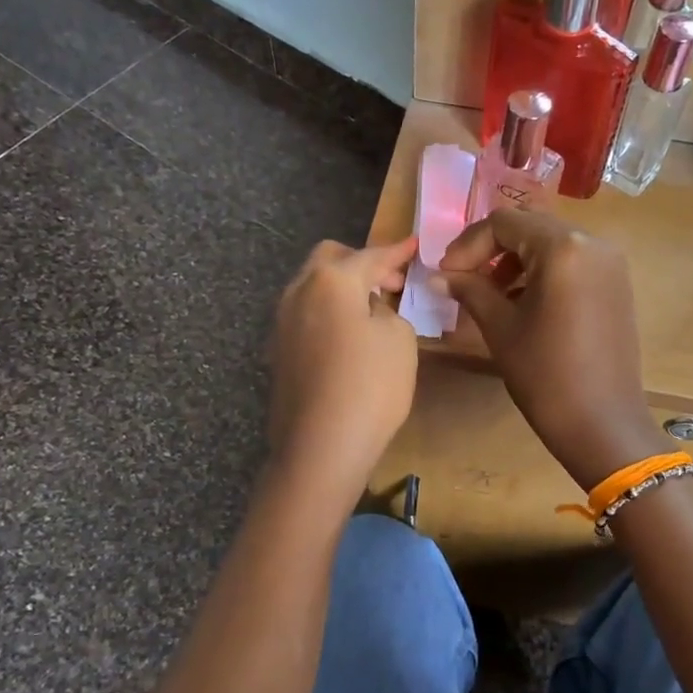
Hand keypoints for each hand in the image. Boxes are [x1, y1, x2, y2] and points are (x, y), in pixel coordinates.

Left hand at [268, 237, 419, 503]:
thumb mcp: (399, 338)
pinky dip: (328, 313)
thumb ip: (386, 310)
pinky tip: (348, 336)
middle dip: (361, 263)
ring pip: (313, 287)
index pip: (370, 255)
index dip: (396, 251)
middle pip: (329, 260)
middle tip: (391, 282)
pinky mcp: (278, 352)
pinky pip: (306, 315)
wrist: (321, 447)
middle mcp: (298, 292)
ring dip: (341, 288)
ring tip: (371, 308)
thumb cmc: (370, 386)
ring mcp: (282, 323)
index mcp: (331, 280)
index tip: (414, 245)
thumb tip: (368, 309)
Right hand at [438, 210, 663, 490]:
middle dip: (492, 250)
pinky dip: (543, 273)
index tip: (447, 274)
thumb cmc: (545, 375)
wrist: (603, 424)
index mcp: (563, 248)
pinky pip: (572, 263)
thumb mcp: (500, 328)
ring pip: (551, 244)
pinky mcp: (617, 285)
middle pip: (530, 227)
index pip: (504, 223)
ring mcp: (610, 264)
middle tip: (464, 280)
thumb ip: (470, 290)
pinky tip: (524, 304)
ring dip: (516, 261)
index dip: (468, 245)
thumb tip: (438, 275)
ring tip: (490, 296)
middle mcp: (593, 243)